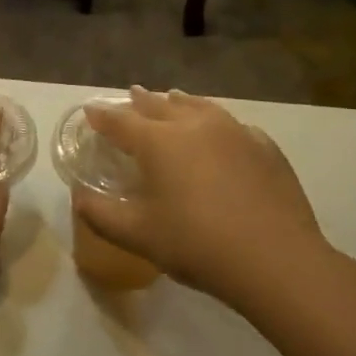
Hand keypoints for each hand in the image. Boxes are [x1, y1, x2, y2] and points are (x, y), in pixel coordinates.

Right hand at [73, 86, 333, 306]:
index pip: (121, 121)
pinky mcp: (263, 145)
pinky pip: (231, 124)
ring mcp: (233, 131)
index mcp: (158, 141)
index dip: (102, 116)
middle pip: (160, 105)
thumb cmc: (196, 245)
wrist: (276, 260)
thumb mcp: (138, 236)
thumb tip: (79, 197)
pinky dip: (215, 122)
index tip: (90, 110)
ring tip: (172, 97)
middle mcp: (193, 125)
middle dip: (141, 101)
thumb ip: (100, 214)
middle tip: (131, 95)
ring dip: (179, 102)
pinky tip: (220, 132)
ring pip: (198, 106)